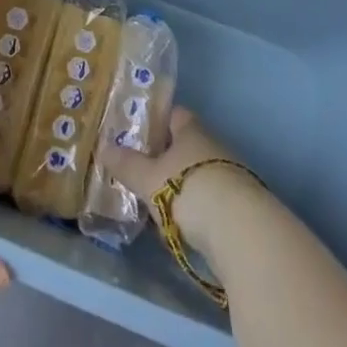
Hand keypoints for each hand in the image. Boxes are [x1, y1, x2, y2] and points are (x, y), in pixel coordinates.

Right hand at [99, 108, 266, 262]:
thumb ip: (127, 164)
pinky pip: (210, 199)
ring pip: (198, 173)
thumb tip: (103, 147)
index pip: (175, 114)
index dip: (157, 121)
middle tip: (139, 169)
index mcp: (192, 131)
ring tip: (155, 200)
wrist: (242, 231)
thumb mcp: (150, 178)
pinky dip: (196, 208)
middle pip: (187, 145)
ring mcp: (230, 176)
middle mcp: (213, 147)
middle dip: (166, 157)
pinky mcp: (240, 206)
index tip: (137, 132)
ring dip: (181, 184)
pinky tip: (180, 224)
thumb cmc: (189, 189)